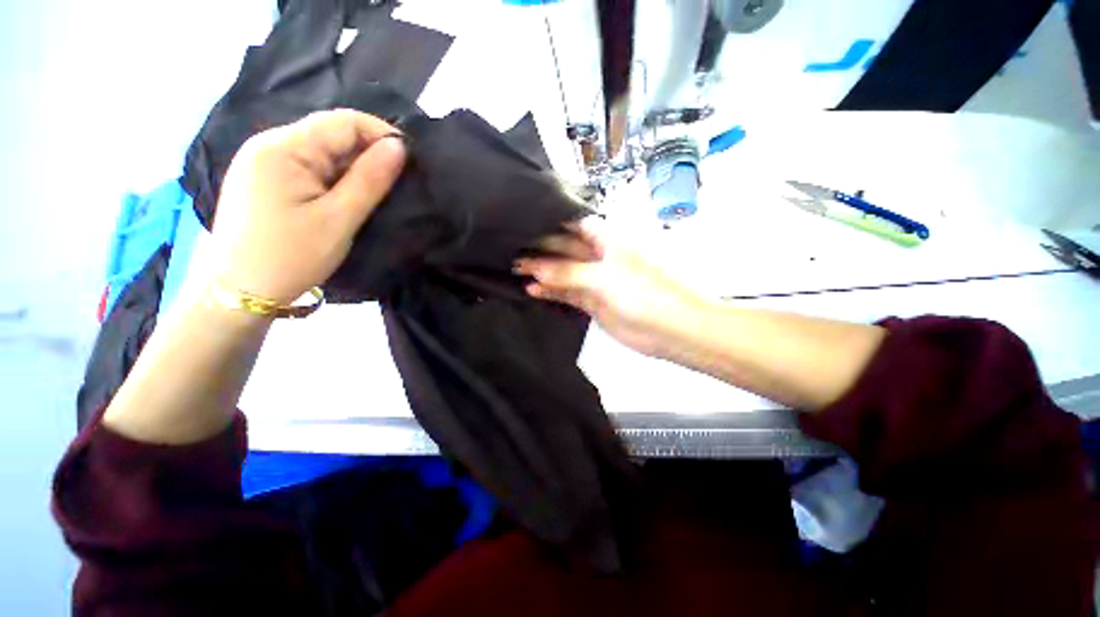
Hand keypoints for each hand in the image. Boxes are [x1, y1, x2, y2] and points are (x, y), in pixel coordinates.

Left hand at [211, 109, 406, 303]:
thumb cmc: (291, 256)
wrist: (241, 291)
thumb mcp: (338, 219)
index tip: (411, 160)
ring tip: (377, 194)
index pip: (343, 122)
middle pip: (331, 134)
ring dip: (353, 169)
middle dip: (368, 154)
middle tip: (398, 183)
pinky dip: (336, 178)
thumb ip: (370, 179)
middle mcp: (270, 144)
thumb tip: (399, 146)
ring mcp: (265, 162)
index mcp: (284, 148)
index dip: (381, 134)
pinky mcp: (266, 179)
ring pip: (323, 152)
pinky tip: (347, 198)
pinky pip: (310, 168)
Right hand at [514, 218, 702, 358]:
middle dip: (540, 249)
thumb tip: (534, 266)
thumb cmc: (644, 293)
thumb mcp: (604, 277)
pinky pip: (567, 293)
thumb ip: (568, 271)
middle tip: (510, 249)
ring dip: (542, 271)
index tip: (522, 224)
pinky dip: (550, 291)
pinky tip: (532, 289)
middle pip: (564, 248)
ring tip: (514, 269)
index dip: (549, 223)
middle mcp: (599, 256)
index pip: (573, 224)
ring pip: (563, 272)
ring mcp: (595, 280)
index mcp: (607, 239)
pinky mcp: (592, 302)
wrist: (672, 329)